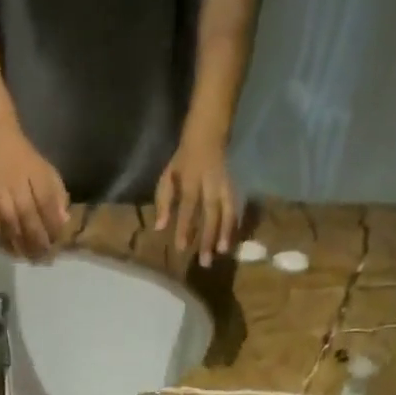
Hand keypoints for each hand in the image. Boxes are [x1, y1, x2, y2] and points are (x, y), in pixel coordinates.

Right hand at [0, 121, 68, 259]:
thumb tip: (64, 222)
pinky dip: (2, 239)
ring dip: (20, 243)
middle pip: (27, 216)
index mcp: (36, 174)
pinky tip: (11, 250)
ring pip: (10, 222)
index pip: (46, 203)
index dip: (52, 226)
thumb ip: (58, 196)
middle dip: (37, 240)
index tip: (57, 243)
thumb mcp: (48, 172)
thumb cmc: (28, 161)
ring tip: (28, 258)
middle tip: (43, 258)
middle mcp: (16, 182)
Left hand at [155, 128, 237, 266]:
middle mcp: (210, 183)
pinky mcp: (233, 186)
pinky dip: (235, 224)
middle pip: (210, 212)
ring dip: (226, 232)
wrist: (209, 133)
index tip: (182, 248)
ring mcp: (224, 184)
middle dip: (208, 237)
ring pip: (227, 210)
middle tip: (205, 261)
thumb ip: (164, 201)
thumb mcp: (168, 175)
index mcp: (191, 179)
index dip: (185, 227)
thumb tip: (160, 227)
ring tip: (223, 252)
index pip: (188, 205)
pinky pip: (235, 207)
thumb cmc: (183, 160)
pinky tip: (233, 240)